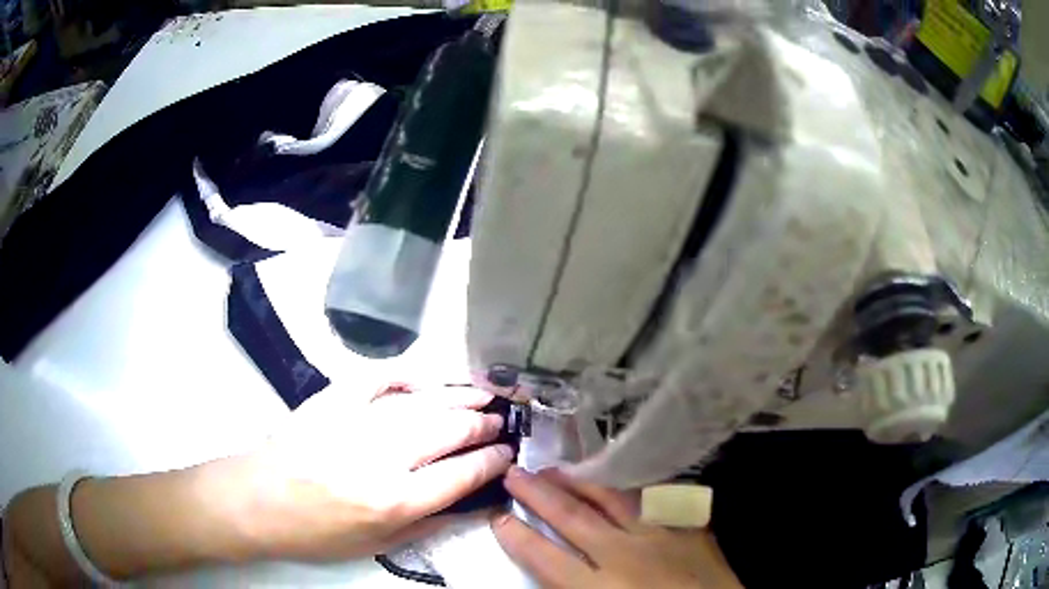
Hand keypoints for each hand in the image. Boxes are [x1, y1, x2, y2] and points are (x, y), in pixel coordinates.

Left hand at [229, 384, 514, 561]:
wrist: (258, 501)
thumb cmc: (316, 533)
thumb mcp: (377, 546)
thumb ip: (428, 525)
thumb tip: (471, 504)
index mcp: (394, 502)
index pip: (461, 475)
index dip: (492, 461)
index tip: (507, 453)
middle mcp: (382, 459)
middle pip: (448, 431)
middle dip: (482, 425)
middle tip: (499, 421)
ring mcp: (356, 422)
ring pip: (422, 402)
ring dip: (458, 395)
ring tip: (483, 392)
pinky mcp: (332, 400)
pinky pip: (378, 377)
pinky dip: (406, 374)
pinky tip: (426, 377)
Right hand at [491, 467, 741, 588]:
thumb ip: (576, 588)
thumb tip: (553, 572)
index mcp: (600, 587)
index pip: (546, 557)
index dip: (518, 537)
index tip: (498, 517)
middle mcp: (626, 554)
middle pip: (573, 518)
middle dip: (540, 495)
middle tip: (516, 473)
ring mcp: (662, 535)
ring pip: (612, 499)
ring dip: (581, 483)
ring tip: (557, 469)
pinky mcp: (689, 526)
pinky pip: (655, 498)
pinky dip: (632, 488)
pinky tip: (620, 479)